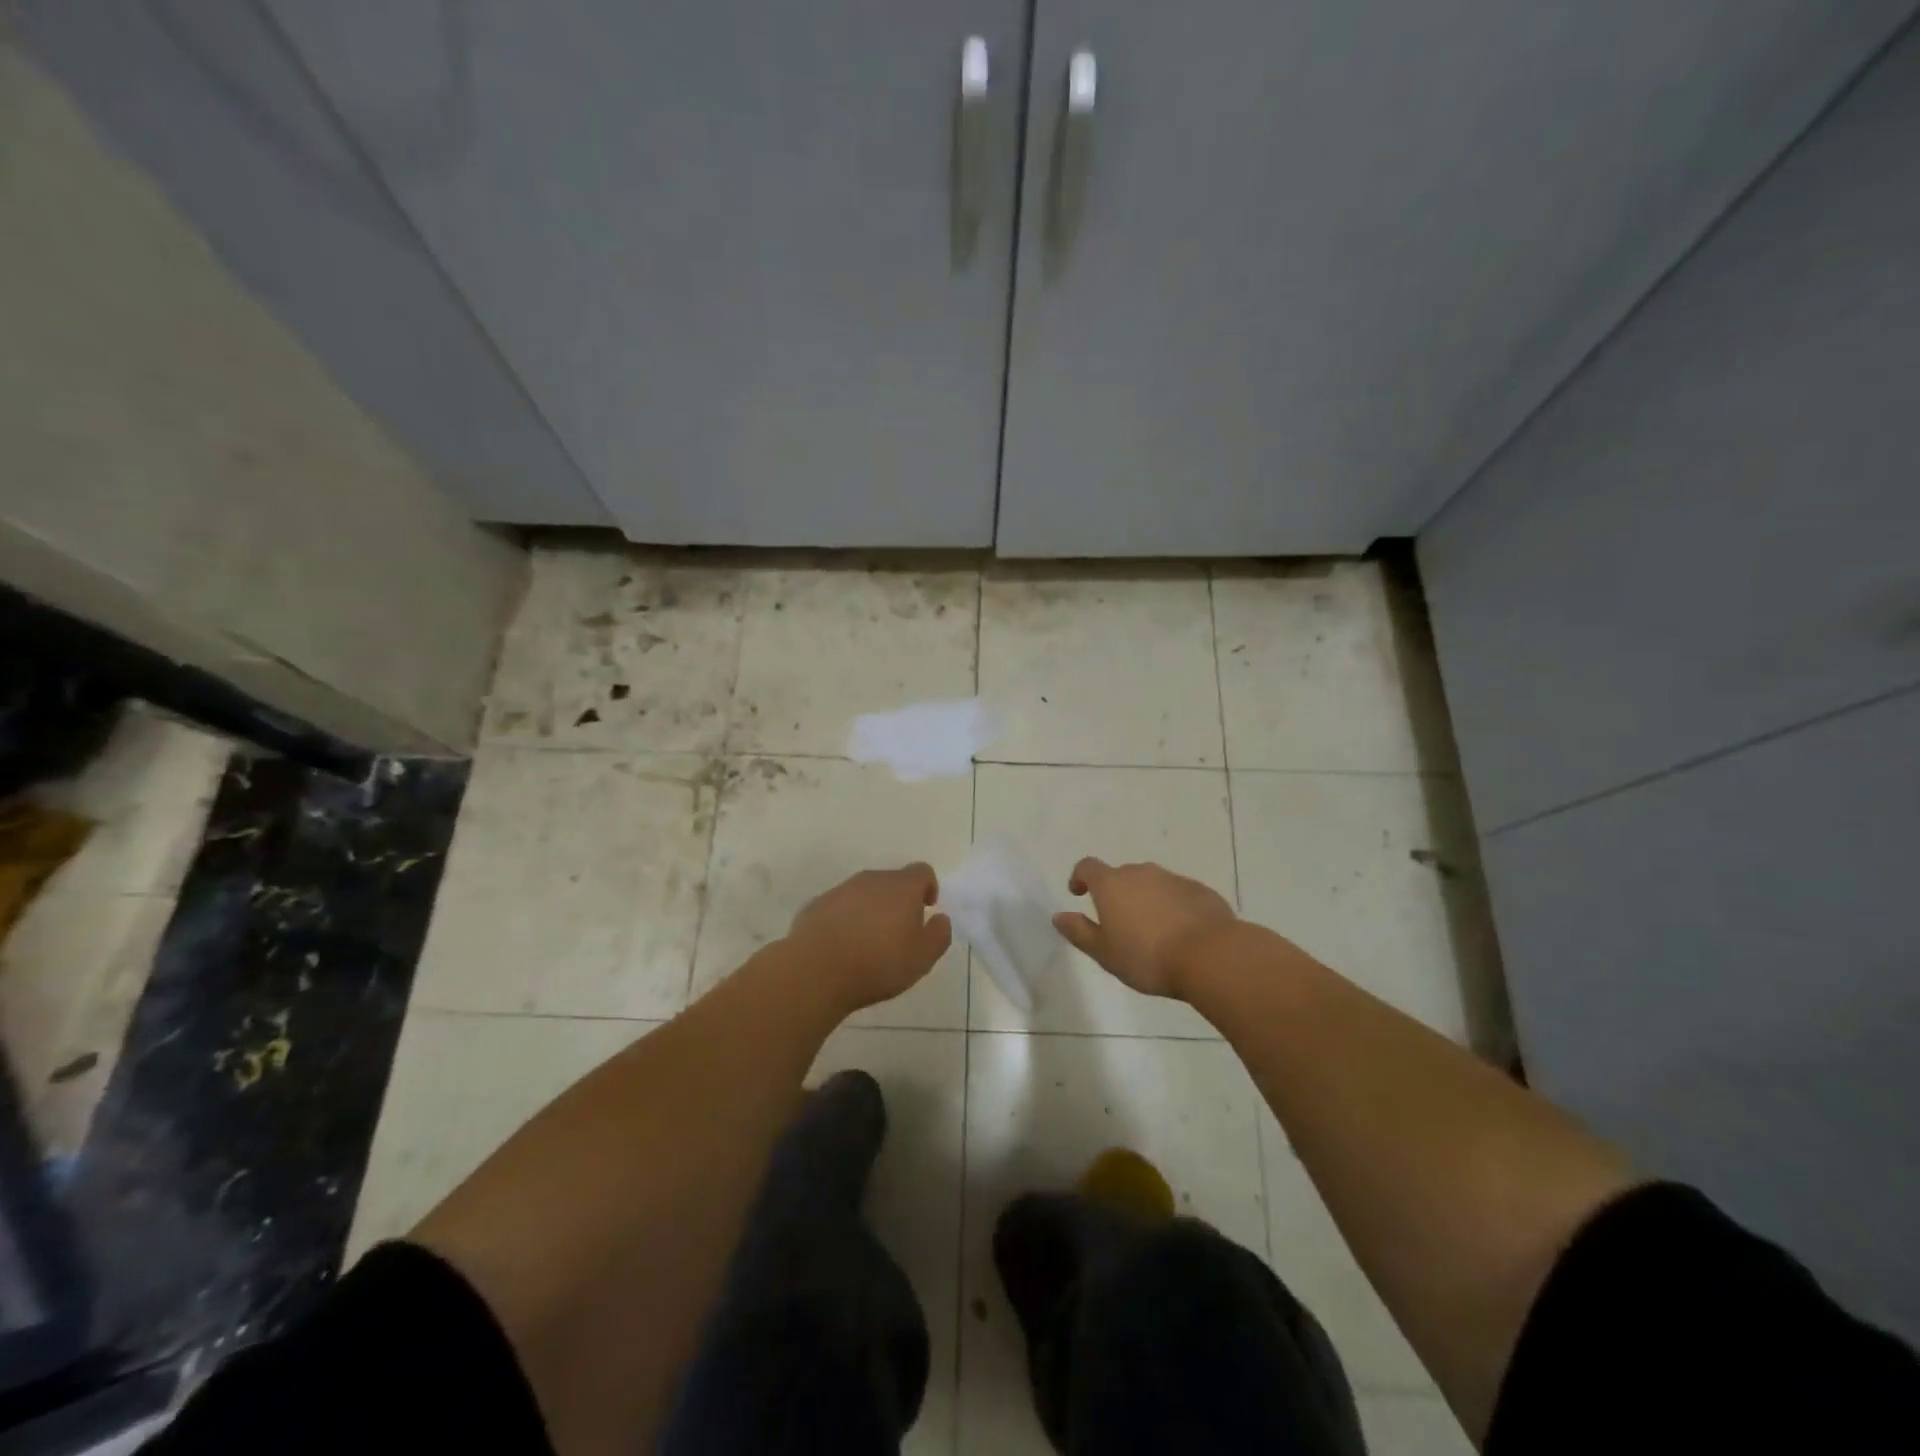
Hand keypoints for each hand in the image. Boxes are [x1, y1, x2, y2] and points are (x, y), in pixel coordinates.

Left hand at [787, 863, 952, 1011]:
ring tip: (869, 944)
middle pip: (892, 881)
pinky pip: (840, 907)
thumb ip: (939, 935)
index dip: (928, 888)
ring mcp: (841, 890)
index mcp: (901, 888)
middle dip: (899, 902)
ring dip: (871, 910)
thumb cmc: (878, 964)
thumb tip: (941, 918)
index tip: (926, 910)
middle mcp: (871, 880)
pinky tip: (842, 947)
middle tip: (899, 934)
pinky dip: (846, 919)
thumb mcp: (922, 958)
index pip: (922, 871)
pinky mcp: (817, 904)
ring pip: (864, 893)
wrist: (816, 970)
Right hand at [1053, 858, 1237, 999]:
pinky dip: (1172, 906)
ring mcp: (1172, 878)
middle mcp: (1140, 873)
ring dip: (1146, 899)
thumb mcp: (1105, 953)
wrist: (1210, 955)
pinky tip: (1180, 932)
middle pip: (1121, 875)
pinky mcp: (1199, 890)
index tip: (1078, 893)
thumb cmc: (1147, 957)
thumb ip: (1079, 932)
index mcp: (1112, 884)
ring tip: (1151, 931)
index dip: (1080, 877)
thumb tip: (1058, 916)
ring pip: (1151, 883)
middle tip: (1119, 923)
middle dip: (1116, 893)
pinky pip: (1177, 893)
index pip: (1087, 867)